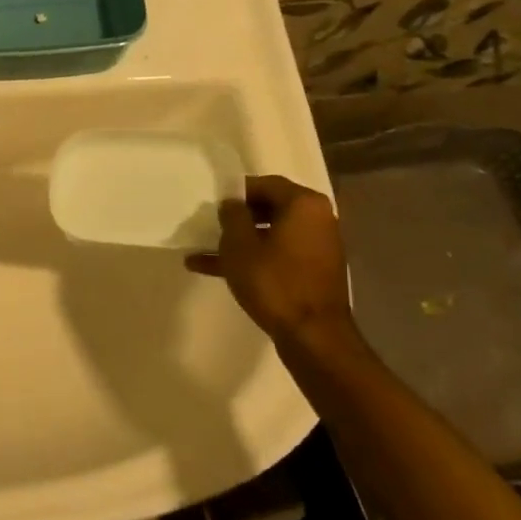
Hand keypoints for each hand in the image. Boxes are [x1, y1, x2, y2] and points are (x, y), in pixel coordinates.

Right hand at [185, 176, 361, 353]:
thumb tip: (232, 204)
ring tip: (202, 252)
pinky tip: (216, 271)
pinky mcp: (313, 271)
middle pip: (269, 209)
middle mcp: (318, 219)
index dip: (236, 192)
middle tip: (209, 227)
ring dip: (239, 243)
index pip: (265, 184)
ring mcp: (318, 247)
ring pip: (270, 235)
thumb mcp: (240, 245)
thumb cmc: (274, 282)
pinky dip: (253, 259)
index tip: (212, 205)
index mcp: (304, 204)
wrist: (313, 335)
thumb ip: (232, 216)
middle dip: (236, 219)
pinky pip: (278, 255)